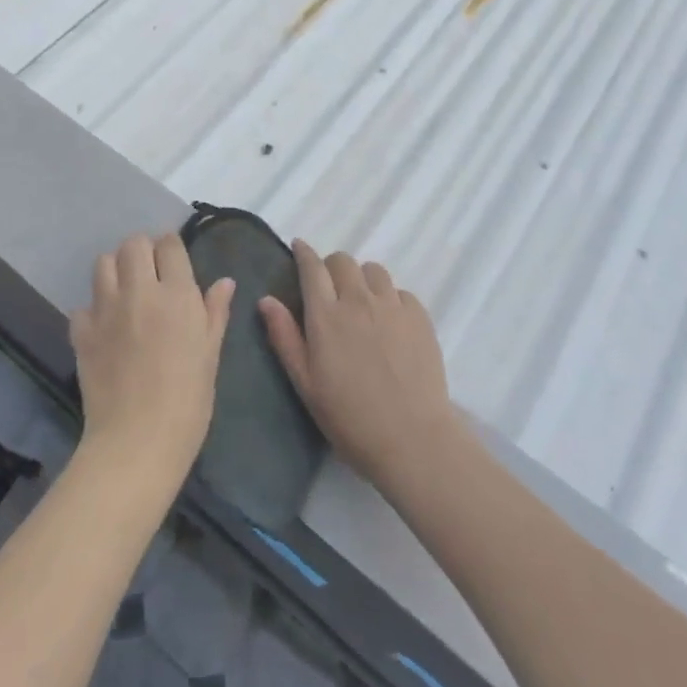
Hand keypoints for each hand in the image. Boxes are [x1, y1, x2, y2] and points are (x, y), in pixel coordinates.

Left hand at [71, 233, 233, 487]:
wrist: (137, 442)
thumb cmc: (187, 401)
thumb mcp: (211, 354)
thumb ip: (215, 312)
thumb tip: (225, 282)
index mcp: (177, 294)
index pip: (169, 244)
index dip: (171, 248)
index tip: (174, 262)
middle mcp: (139, 291)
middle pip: (133, 244)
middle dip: (142, 250)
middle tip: (150, 273)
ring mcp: (106, 309)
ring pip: (103, 263)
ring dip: (115, 269)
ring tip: (125, 291)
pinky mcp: (82, 332)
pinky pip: (82, 306)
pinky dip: (92, 311)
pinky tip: (103, 328)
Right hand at [260, 241, 460, 496]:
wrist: (412, 439)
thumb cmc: (349, 417)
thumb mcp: (305, 383)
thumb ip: (284, 337)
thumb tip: (266, 299)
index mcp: (326, 315)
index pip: (312, 267)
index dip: (304, 253)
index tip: (299, 247)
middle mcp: (358, 300)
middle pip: (343, 261)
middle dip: (331, 267)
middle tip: (330, 289)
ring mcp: (392, 306)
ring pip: (373, 270)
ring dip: (362, 278)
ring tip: (361, 302)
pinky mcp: (420, 317)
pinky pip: (401, 291)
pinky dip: (390, 298)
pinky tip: (389, 322)